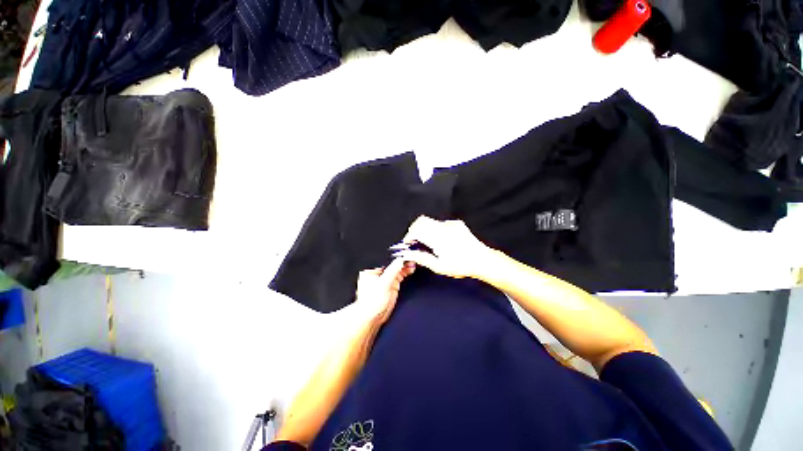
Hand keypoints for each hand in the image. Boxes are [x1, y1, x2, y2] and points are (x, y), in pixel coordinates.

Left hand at [354, 258, 414, 324]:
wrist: (373, 318)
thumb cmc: (371, 303)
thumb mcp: (383, 284)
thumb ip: (393, 270)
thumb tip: (401, 259)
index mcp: (371, 269)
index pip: (385, 258)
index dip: (395, 255)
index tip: (404, 253)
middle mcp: (379, 272)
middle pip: (392, 262)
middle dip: (402, 259)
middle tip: (411, 257)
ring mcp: (386, 277)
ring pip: (397, 267)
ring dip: (405, 265)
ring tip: (413, 262)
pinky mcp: (392, 283)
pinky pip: (400, 274)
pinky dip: (406, 271)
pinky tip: (411, 269)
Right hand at [392, 216, 493, 278]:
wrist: (482, 260)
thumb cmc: (461, 265)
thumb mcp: (439, 266)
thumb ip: (422, 258)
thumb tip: (408, 254)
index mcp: (438, 238)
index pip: (416, 230)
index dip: (409, 236)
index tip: (408, 243)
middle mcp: (443, 227)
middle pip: (421, 221)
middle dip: (414, 229)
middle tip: (415, 241)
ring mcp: (450, 224)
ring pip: (430, 221)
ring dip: (424, 229)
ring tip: (428, 243)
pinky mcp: (456, 223)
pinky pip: (440, 223)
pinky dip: (435, 229)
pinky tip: (441, 240)